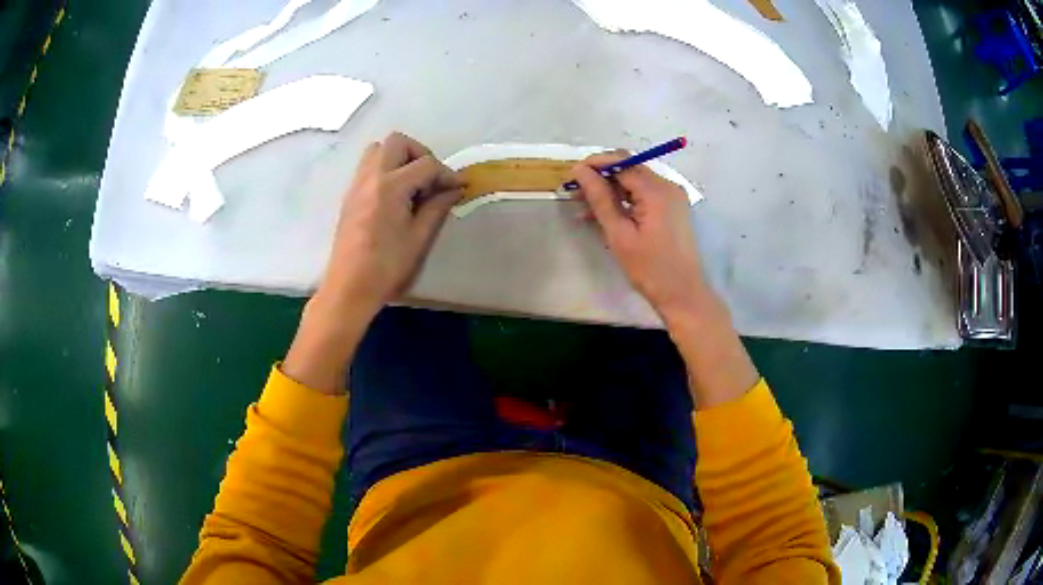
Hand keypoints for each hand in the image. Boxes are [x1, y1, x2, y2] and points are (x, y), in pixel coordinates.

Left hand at [284, 132, 462, 392]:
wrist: (349, 287)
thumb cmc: (386, 267)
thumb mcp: (419, 238)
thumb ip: (437, 207)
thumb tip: (453, 190)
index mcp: (391, 186)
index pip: (426, 165)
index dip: (447, 174)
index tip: (458, 188)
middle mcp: (371, 177)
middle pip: (397, 142)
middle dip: (420, 154)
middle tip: (431, 179)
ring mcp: (357, 184)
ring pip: (378, 150)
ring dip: (399, 158)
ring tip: (412, 184)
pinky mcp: (350, 195)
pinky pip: (368, 166)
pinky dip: (386, 169)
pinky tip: (396, 196)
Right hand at [570, 153, 711, 321]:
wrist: (682, 294)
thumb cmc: (650, 268)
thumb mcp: (619, 234)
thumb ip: (599, 198)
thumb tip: (580, 171)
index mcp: (656, 190)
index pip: (621, 161)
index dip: (595, 164)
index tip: (572, 177)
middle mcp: (667, 186)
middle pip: (628, 168)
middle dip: (601, 177)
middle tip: (575, 194)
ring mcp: (672, 197)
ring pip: (634, 182)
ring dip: (610, 191)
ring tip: (584, 208)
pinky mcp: (671, 208)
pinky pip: (643, 195)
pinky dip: (624, 201)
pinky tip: (604, 215)